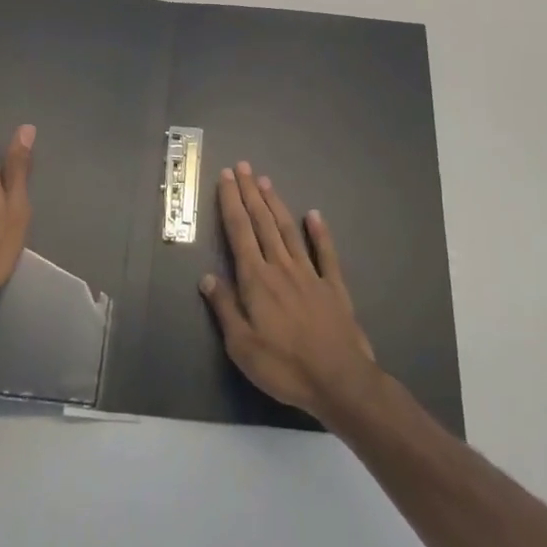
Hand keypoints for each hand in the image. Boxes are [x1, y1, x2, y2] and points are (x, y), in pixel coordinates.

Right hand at [200, 162, 377, 422]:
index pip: (239, 232)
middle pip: (262, 222)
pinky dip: (319, 232)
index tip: (226, 177)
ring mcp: (309, 274)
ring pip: (289, 230)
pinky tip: (314, 215)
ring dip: (276, 204)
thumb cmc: (284, 366)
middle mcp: (281, 267)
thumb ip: (225, 308)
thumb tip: (207, 277)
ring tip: (266, 181)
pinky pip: (325, 253)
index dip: (231, 202)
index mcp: (256, 280)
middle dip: (250, 193)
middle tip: (243, 166)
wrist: (339, 379)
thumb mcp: (241, 346)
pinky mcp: (333, 286)